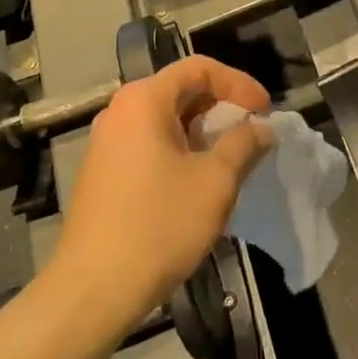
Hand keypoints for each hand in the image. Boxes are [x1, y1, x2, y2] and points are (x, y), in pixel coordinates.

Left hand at [53, 56, 273, 325]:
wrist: (93, 290)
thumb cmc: (159, 225)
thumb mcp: (215, 182)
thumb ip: (243, 144)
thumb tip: (260, 129)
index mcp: (144, 100)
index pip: (199, 68)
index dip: (239, 83)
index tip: (265, 112)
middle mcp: (120, 111)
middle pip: (180, 90)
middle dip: (222, 107)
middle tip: (252, 133)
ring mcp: (107, 143)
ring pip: (166, 120)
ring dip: (203, 132)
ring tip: (233, 158)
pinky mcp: (103, 172)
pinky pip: (150, 144)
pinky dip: (181, 150)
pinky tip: (199, 181)